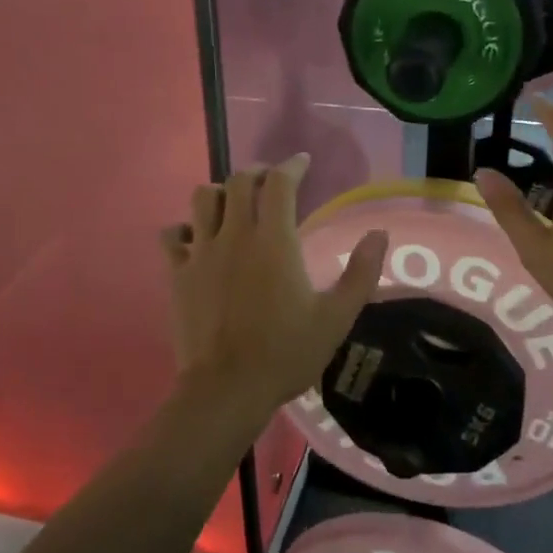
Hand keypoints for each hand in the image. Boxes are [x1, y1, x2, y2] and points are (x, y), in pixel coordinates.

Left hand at [161, 154, 387, 426]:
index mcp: (274, 241)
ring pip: (202, 198)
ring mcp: (201, 252)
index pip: (279, 183)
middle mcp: (235, 235)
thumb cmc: (285, 353)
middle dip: (257, 172)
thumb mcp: (336, 318)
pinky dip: (185, 228)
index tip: (302, 163)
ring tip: (233, 205)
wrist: (226, 389)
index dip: (292, 166)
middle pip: (239, 181)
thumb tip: (379, 234)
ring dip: (221, 193)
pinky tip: (197, 239)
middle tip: (270, 181)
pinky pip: (173, 235)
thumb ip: (360, 273)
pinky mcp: (178, 273)